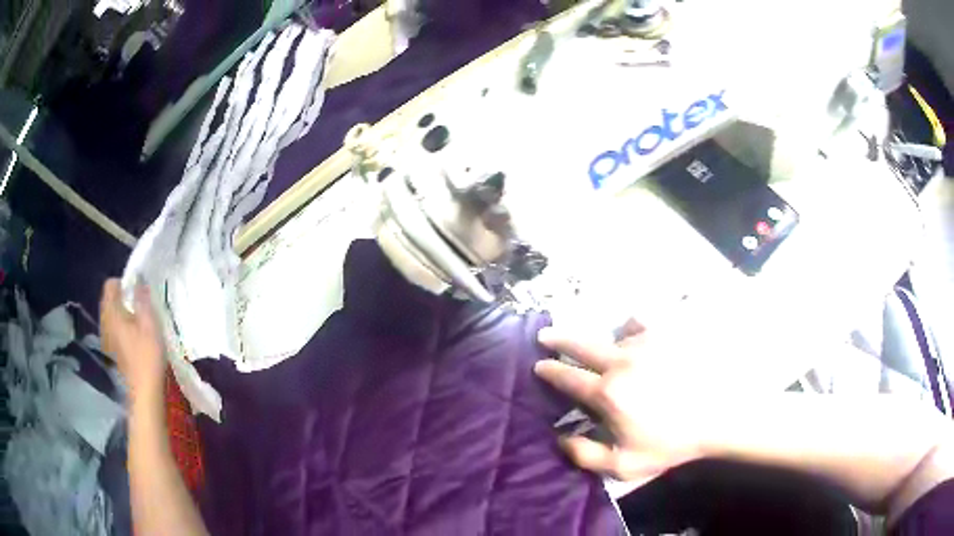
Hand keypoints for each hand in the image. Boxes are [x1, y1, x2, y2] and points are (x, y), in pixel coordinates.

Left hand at [100, 279, 166, 405]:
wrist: (144, 393)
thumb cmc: (147, 355)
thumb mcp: (149, 323)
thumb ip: (142, 298)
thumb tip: (138, 279)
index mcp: (111, 312)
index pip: (110, 285)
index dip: (124, 282)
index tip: (138, 291)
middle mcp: (104, 322)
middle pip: (109, 300)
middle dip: (123, 298)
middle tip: (141, 307)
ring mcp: (106, 339)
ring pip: (112, 316)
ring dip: (123, 314)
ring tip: (140, 323)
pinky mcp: (112, 352)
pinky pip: (114, 331)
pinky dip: (123, 329)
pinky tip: (136, 340)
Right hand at [534, 320, 704, 482]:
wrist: (717, 415)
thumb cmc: (671, 443)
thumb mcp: (625, 465)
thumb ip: (586, 456)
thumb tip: (561, 438)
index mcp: (608, 393)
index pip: (568, 377)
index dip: (550, 371)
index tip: (539, 365)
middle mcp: (621, 362)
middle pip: (581, 344)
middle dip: (558, 339)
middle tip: (544, 335)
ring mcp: (645, 344)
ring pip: (612, 335)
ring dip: (602, 341)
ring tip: (602, 346)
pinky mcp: (666, 334)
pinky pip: (640, 323)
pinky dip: (631, 327)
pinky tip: (634, 334)